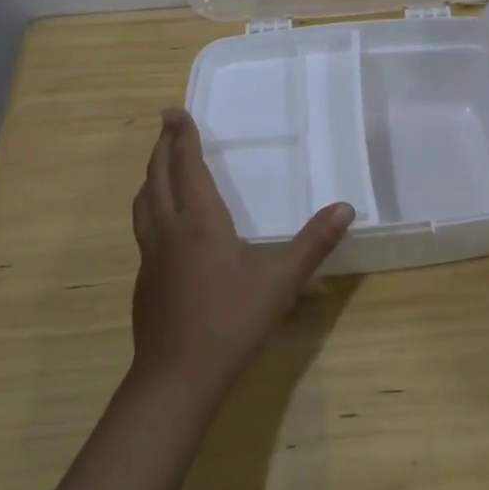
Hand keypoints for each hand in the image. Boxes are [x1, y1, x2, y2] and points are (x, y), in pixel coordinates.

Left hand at [130, 109, 353, 398]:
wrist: (176, 379)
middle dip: (163, 146)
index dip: (182, 136)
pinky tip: (162, 222)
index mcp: (199, 220)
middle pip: (158, 176)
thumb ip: (313, 243)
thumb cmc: (231, 322)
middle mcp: (169, 229)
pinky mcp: (144, 278)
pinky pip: (143, 226)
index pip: (187, 165)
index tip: (175, 110)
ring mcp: (150, 255)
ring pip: (144, 201)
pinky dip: (149, 205)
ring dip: (152, 174)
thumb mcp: (280, 282)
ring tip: (160, 164)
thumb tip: (345, 207)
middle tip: (168, 124)